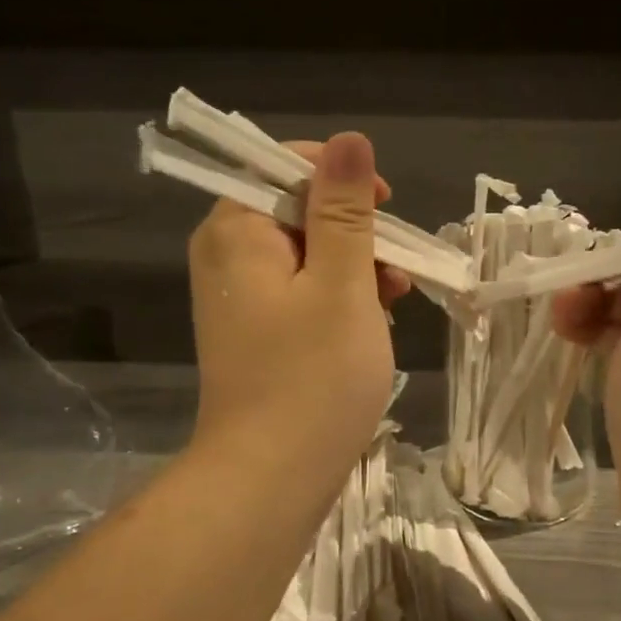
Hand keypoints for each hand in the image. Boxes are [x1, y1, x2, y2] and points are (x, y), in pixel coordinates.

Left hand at [187, 132, 409, 490]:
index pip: (285, 167)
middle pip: (298, 213)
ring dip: (354, 270)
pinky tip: (370, 329)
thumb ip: (344, 209)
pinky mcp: (255, 335)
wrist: (270, 480)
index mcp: (236, 231)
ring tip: (392, 305)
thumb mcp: (342, 283)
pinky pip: (300, 295)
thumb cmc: (312, 377)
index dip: (341, 180)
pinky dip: (338, 301)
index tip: (384, 209)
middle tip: (394, 272)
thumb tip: (349, 140)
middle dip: (355, 234)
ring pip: (306, 257)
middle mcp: (226, 257)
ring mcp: (238, 300)